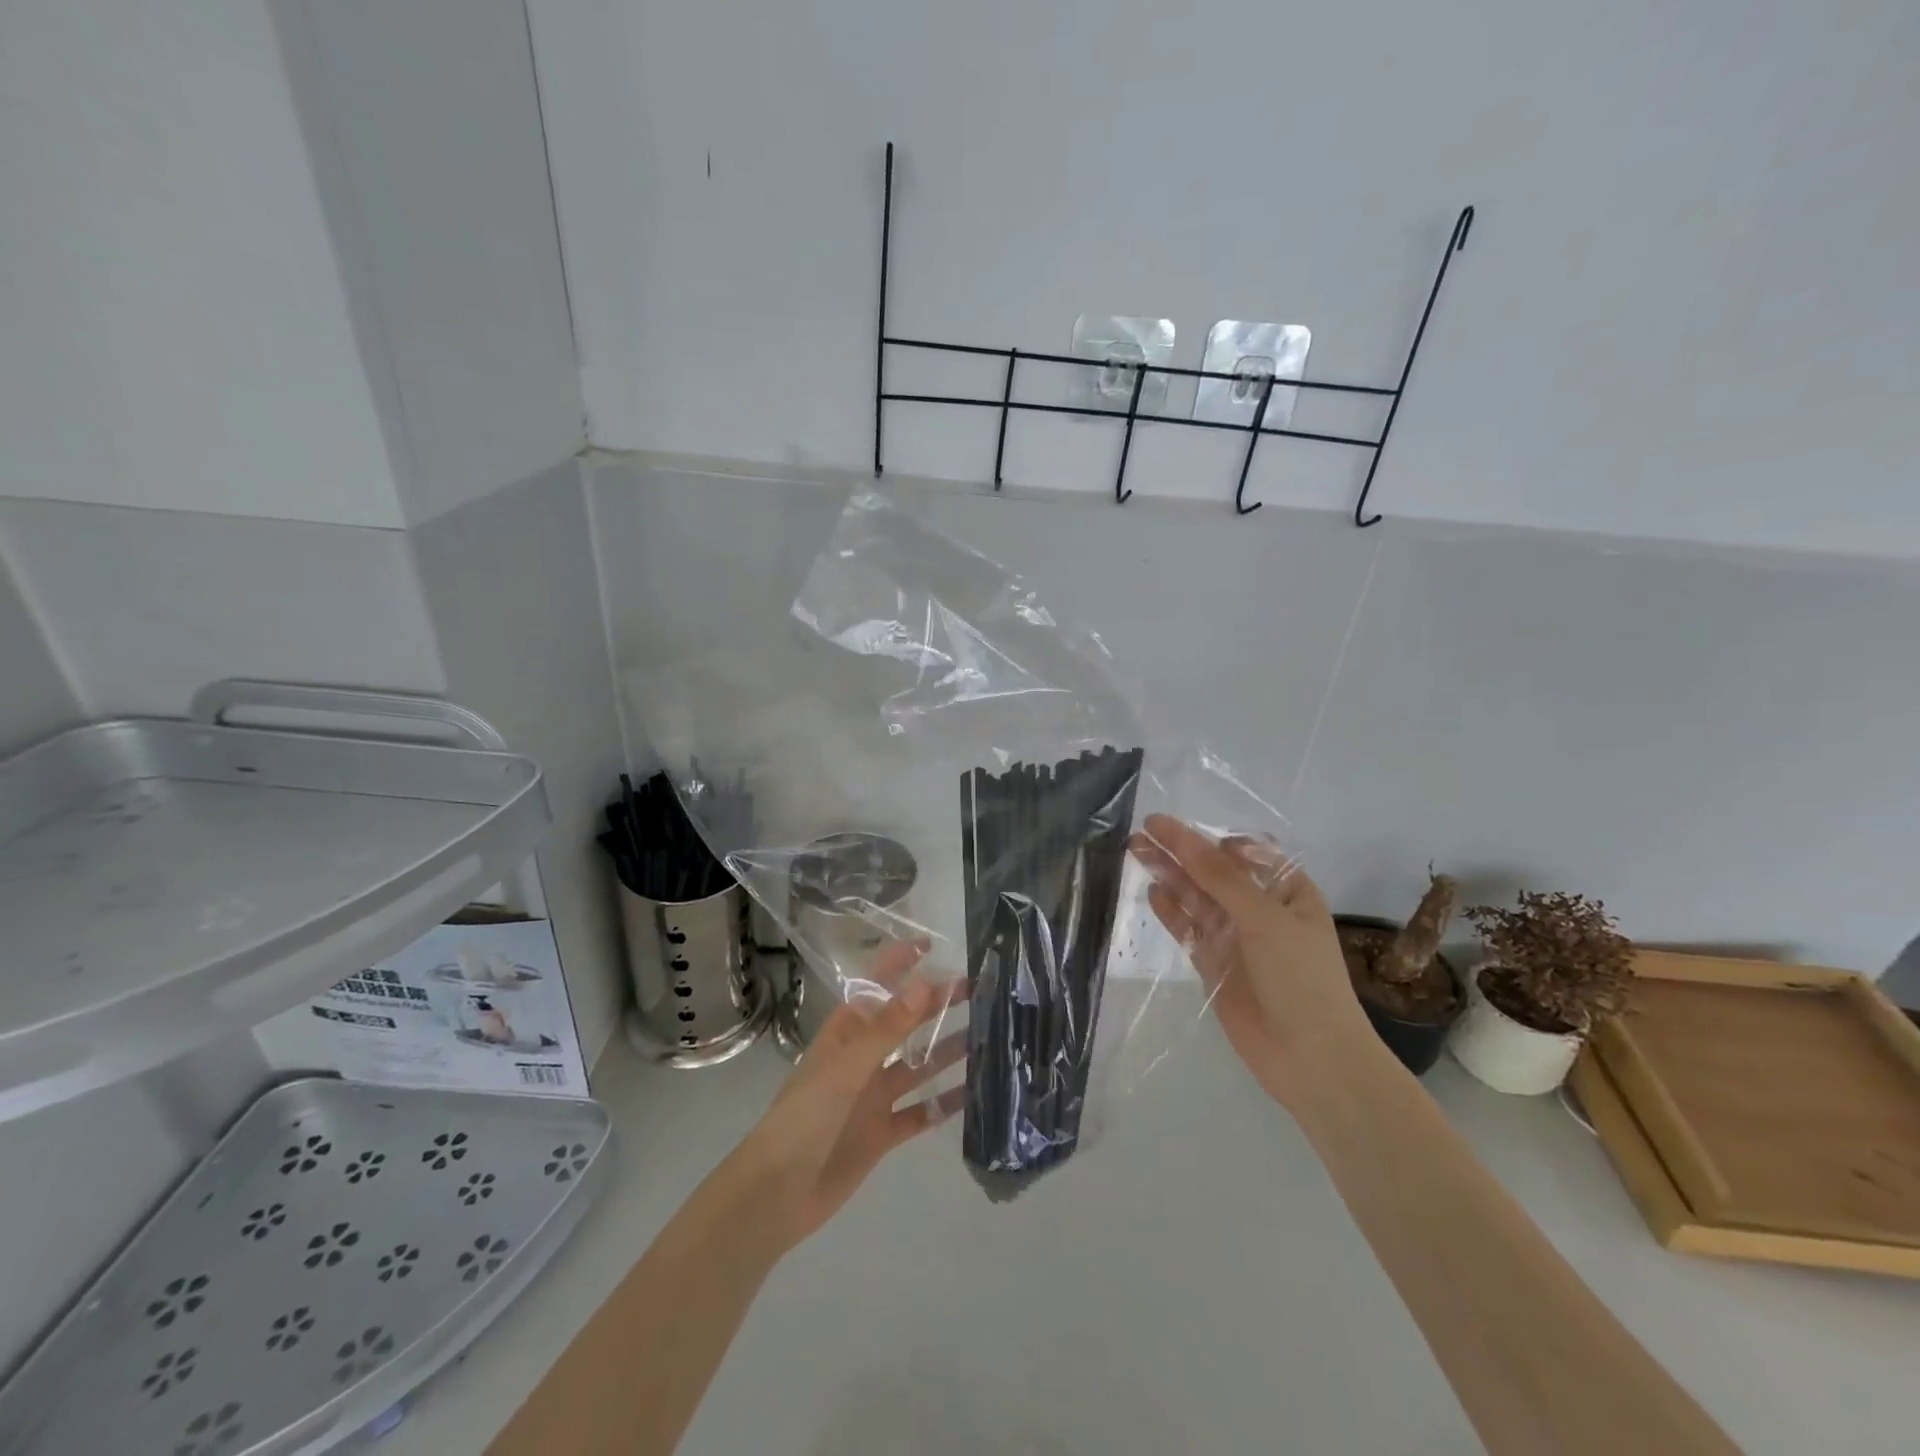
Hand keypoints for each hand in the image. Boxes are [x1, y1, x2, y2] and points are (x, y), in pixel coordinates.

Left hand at [726, 939, 964, 1248]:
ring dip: (946, 1051)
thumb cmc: (804, 1118)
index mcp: (846, 1033)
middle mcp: (862, 1059)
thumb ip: (887, 1028)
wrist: (776, 1195)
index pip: (877, 987)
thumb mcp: (845, 1068)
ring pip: (917, 1066)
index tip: (934, 945)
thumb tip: (926, 983)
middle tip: (977, 990)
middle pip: (904, 1024)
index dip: (901, 963)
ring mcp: (872, 1097)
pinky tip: (973, 1095)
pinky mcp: (881, 1133)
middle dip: (936, 1005)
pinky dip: (943, 1104)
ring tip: (986, 1036)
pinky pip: (919, 1112)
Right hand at [1128, 814, 1373, 1108]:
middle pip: (1214, 871)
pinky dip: (1171, 911)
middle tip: (1143, 831)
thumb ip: (1220, 877)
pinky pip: (1189, 929)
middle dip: (1181, 850)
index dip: (1213, 837)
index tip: (1181, 827)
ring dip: (1170, 874)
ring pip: (1197, 897)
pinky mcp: (1214, 964)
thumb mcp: (1264, 917)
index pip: (1247, 852)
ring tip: (1137, 850)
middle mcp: (1261, 909)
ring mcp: (1236, 937)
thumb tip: (1183, 836)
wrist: (1310, 1057)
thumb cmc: (1300, 977)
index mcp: (1288, 891)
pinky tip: (1152, 892)